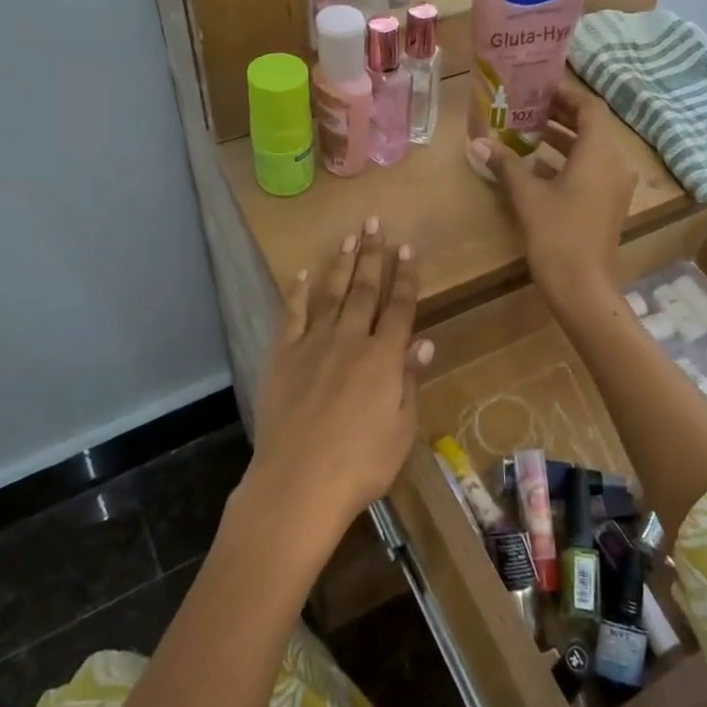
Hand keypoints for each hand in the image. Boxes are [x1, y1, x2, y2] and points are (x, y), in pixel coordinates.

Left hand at [243, 217, 429, 551]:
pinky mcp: (283, 356)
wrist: (298, 482)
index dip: (406, 277)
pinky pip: (292, 315)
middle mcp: (350, 340)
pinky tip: (301, 274)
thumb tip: (424, 343)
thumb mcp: (401, 429)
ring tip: (349, 237)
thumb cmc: (361, 464)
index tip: (408, 248)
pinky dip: (297, 292)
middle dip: (373, 255)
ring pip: (332, 294)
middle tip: (375, 223)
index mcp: (383, 358)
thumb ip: (409, 381)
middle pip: (365, 290)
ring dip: (341, 263)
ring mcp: (313, 344)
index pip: (400, 307)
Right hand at [469, 79, 635, 304]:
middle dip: (561, 115)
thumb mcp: (527, 196)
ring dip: (563, 139)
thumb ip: (505, 164)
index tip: (539, 89)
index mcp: (599, 153)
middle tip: (528, 107)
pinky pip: (592, 170)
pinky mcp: (609, 204)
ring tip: (528, 132)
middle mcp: (614, 164)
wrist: (583, 287)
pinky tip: (537, 167)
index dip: (566, 95)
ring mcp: (615, 186)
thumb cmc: (557, 235)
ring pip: (591, 150)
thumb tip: (478, 142)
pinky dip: (568, 161)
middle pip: (592, 127)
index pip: (590, 108)